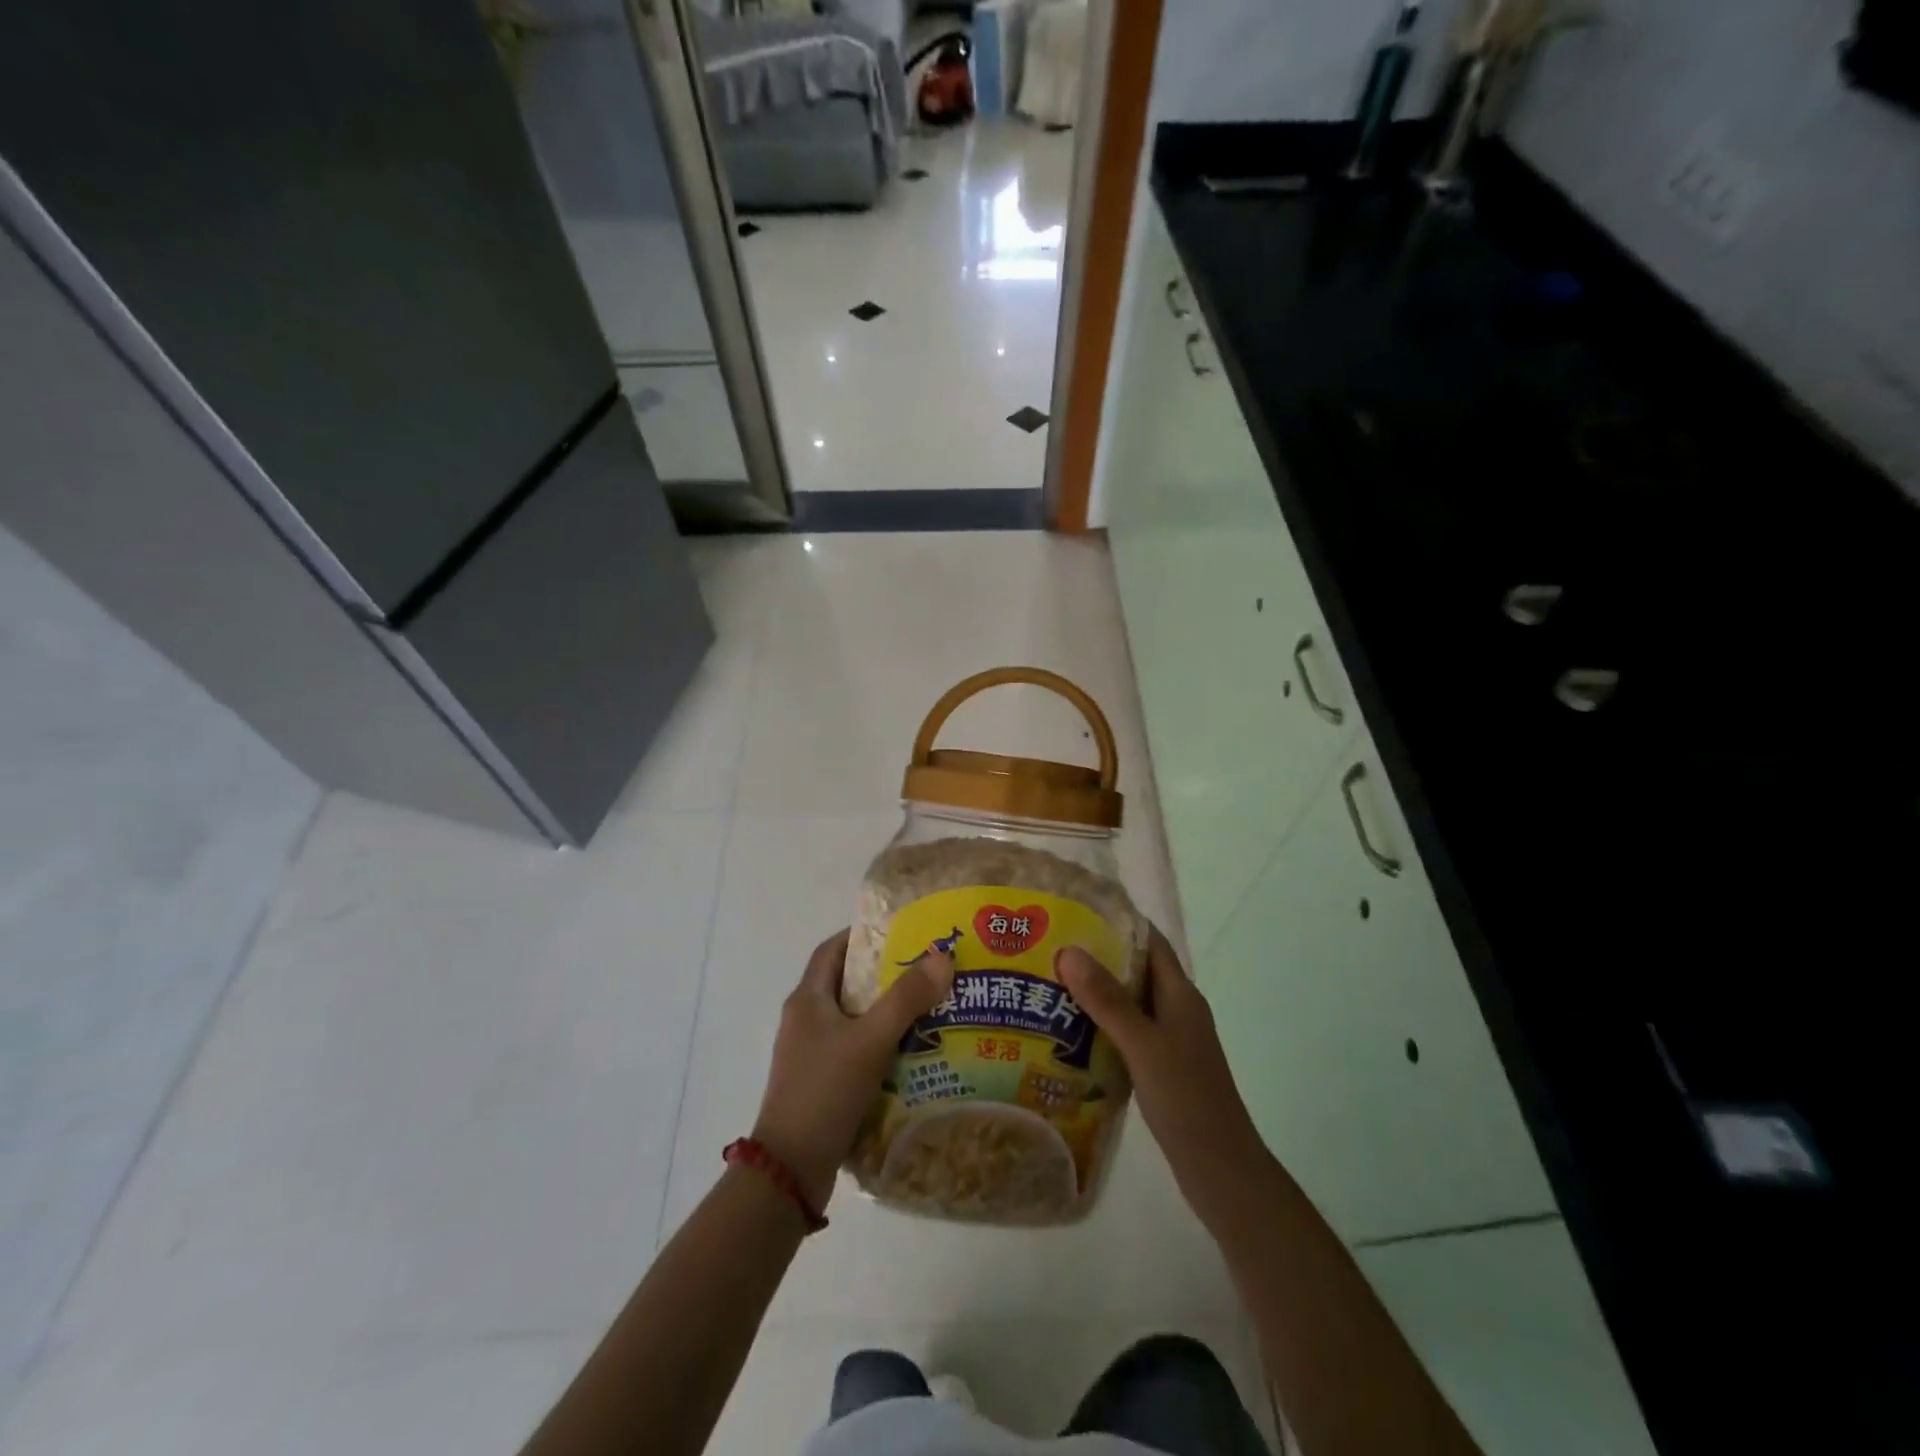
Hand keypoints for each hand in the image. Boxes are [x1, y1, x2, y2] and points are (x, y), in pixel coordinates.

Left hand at [751, 929, 954, 1210]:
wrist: (791, 1168)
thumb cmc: (826, 1090)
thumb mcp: (870, 1039)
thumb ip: (906, 998)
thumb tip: (942, 956)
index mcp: (807, 999)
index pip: (832, 949)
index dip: (862, 934)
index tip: (901, 931)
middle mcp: (805, 1020)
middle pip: (846, 982)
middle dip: (884, 973)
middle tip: (927, 968)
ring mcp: (811, 1053)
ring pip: (854, 1018)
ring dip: (886, 1010)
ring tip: (930, 1006)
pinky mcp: (822, 1082)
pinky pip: (855, 1049)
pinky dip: (881, 1043)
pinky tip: (913, 1052)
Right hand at [1056, 926, 1263, 1207]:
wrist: (1222, 1171)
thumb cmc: (1187, 1099)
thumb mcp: (1143, 1045)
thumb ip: (1107, 1000)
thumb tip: (1069, 951)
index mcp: (1180, 995)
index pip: (1150, 942)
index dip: (1119, 921)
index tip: (1077, 910)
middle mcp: (1177, 1011)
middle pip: (1136, 970)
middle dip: (1097, 957)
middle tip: (1050, 948)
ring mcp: (1170, 1041)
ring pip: (1128, 1004)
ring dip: (1095, 993)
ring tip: (1048, 985)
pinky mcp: (1160, 1068)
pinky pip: (1126, 1034)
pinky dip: (1100, 1027)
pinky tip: (1067, 1034)